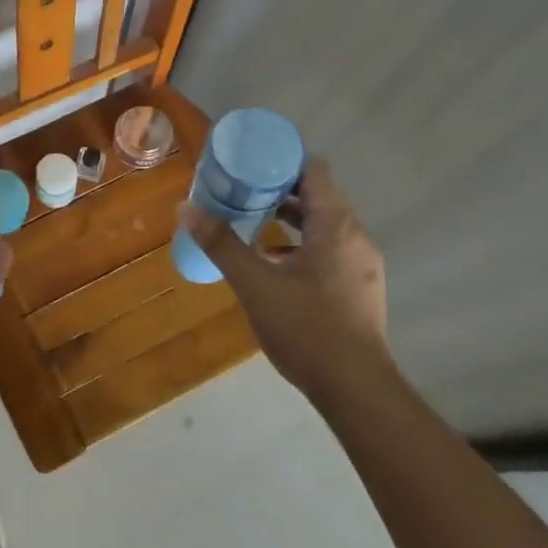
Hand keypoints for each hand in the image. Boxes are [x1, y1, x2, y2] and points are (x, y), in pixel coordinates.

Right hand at [177, 158, 387, 398]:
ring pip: (323, 225)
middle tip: (240, 187)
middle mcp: (355, 237)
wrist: (356, 389)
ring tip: (250, 219)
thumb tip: (186, 208)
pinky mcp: (359, 287)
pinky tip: (272, 263)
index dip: (282, 158)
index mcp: (336, 226)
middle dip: (279, 188)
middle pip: (319, 196)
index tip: (249, 159)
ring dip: (289, 218)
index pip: (314, 170)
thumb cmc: (306, 329)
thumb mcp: (255, 284)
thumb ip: (221, 244)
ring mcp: (361, 264)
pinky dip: (300, 245)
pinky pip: (328, 249)